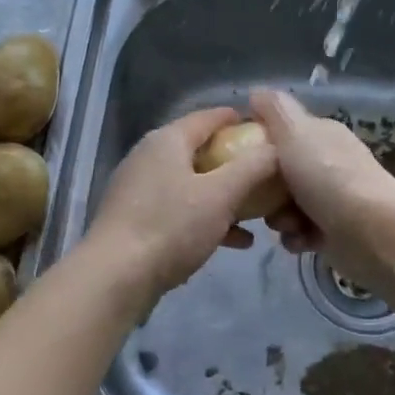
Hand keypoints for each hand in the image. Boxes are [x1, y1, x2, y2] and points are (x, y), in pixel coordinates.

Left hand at [81, 107, 280, 309]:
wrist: (115, 277)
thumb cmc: (171, 227)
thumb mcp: (221, 194)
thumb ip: (253, 167)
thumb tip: (278, 147)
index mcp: (167, 140)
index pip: (210, 117)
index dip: (242, 121)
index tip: (273, 134)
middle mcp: (149, 157)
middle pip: (202, 151)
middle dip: (238, 164)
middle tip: (271, 178)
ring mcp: (140, 189)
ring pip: (193, 184)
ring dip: (226, 196)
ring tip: (261, 214)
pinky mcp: (137, 219)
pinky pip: (181, 209)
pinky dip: (207, 218)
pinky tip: (236, 241)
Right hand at [250, 89, 394, 290]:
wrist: (372, 232)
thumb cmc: (327, 177)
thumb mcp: (294, 132)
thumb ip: (273, 110)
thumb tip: (256, 93)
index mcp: (321, 135)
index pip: (282, 133)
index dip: (259, 145)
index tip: (242, 161)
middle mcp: (329, 163)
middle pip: (280, 173)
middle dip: (267, 190)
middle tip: (263, 199)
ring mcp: (334, 198)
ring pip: (287, 206)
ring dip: (280, 218)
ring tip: (288, 225)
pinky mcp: (337, 231)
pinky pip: (302, 232)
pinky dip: (297, 238)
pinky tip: (300, 241)